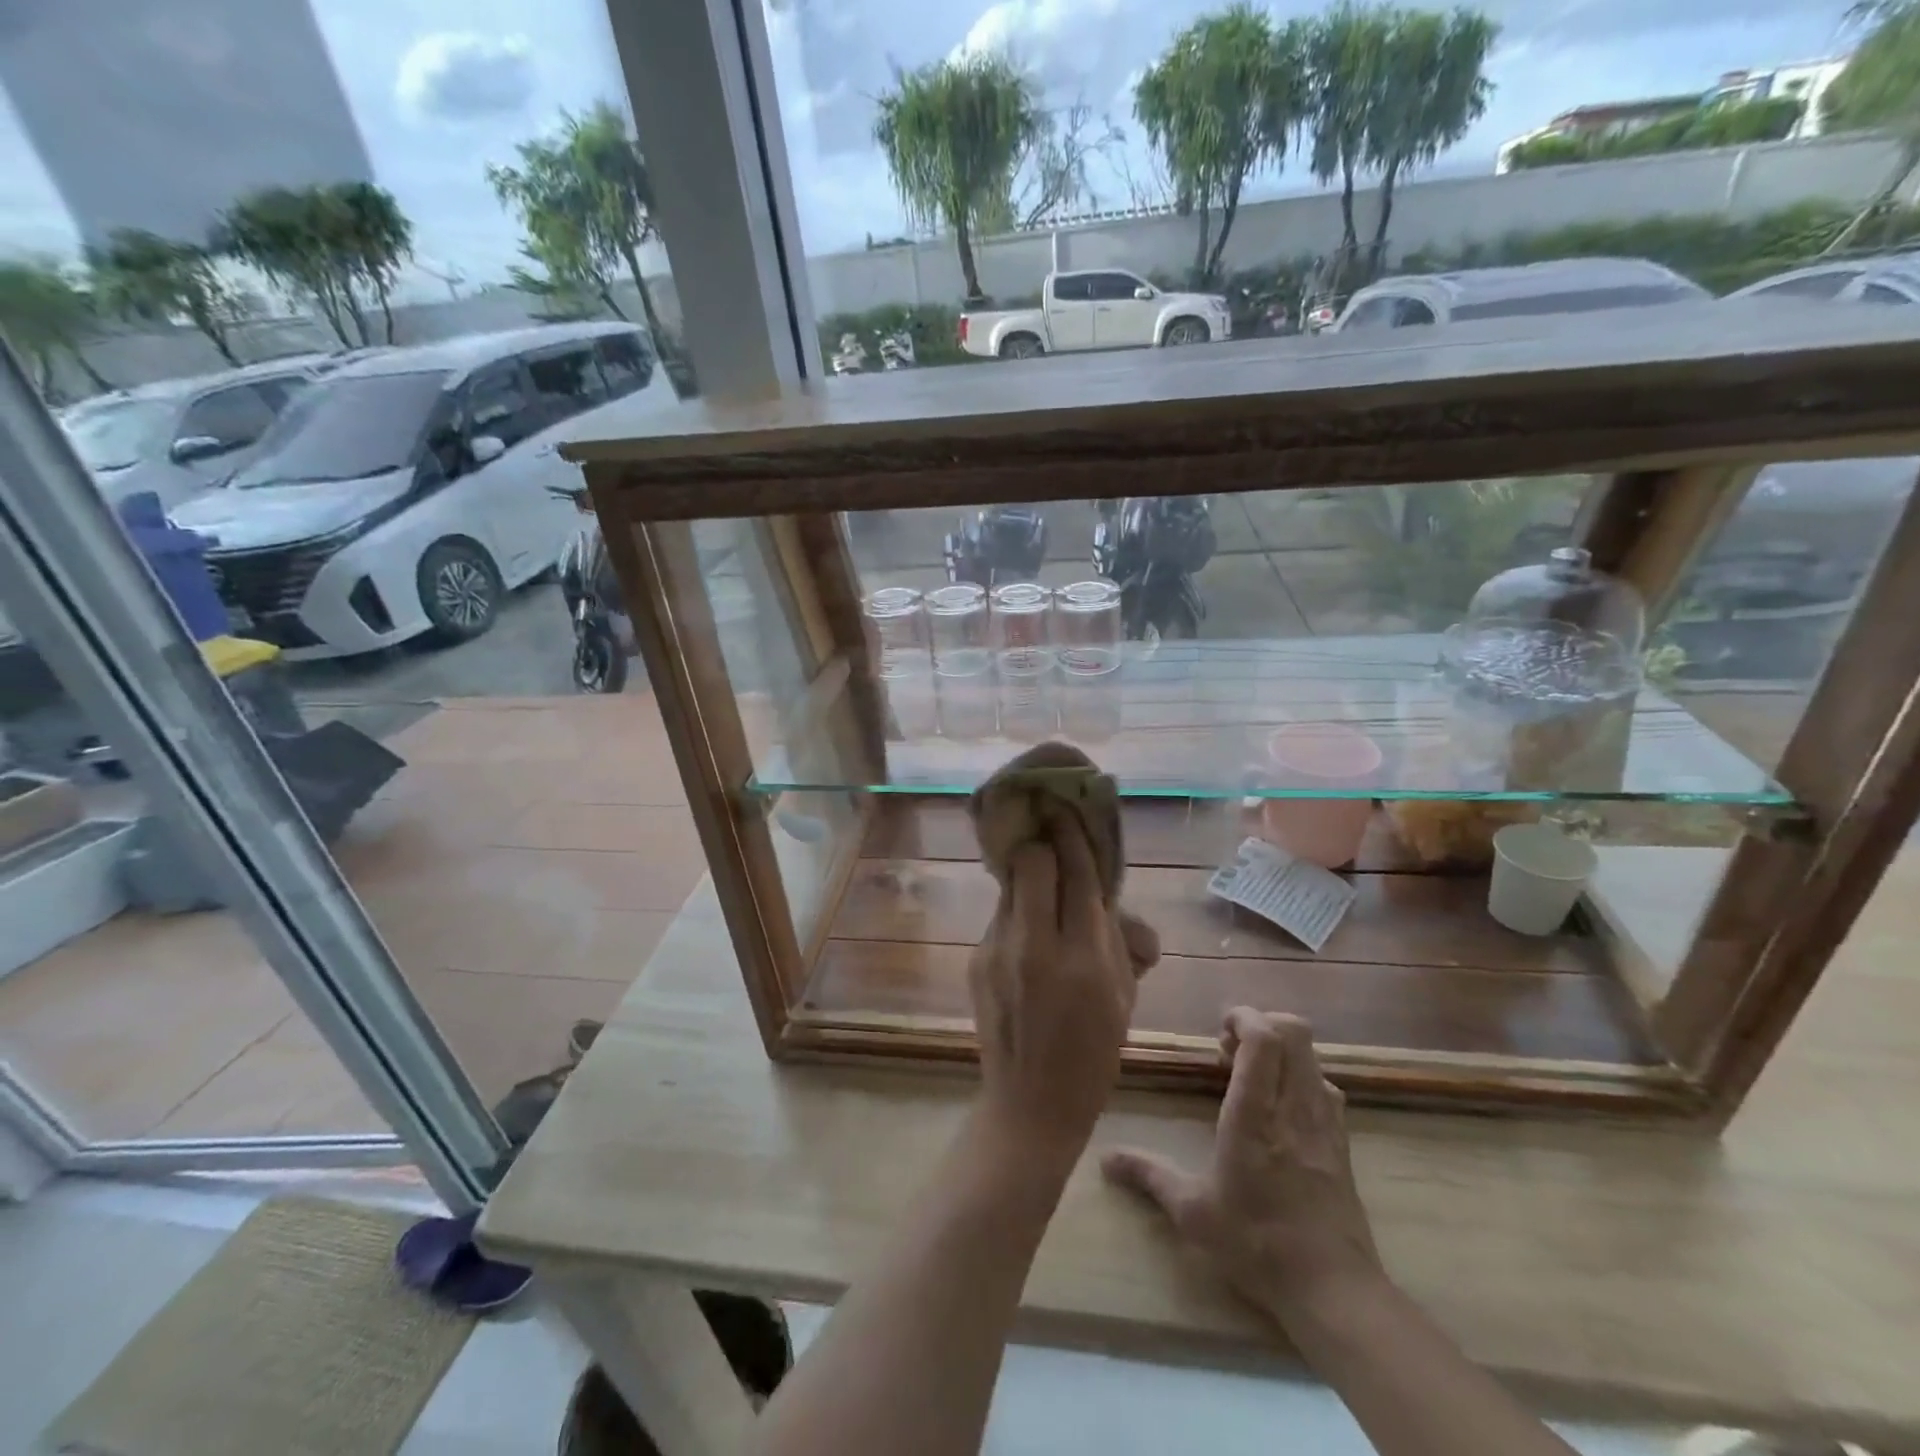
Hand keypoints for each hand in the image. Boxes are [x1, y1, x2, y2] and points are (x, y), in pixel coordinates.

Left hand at [968, 820, 1159, 1156]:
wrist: (1030, 1105)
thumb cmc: (1092, 1055)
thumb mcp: (1124, 999)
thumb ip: (1121, 941)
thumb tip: (1111, 902)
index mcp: (1084, 958)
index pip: (1078, 874)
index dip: (1073, 836)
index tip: (1068, 810)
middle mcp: (1036, 945)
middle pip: (1030, 862)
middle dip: (1043, 845)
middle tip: (1055, 846)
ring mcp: (998, 951)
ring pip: (1010, 885)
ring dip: (1029, 878)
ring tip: (1043, 893)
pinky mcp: (976, 959)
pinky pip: (1001, 916)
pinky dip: (1018, 913)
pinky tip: (1028, 936)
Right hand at [1103, 1008, 1383, 1324]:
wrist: (1334, 1291)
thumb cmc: (1257, 1243)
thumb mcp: (1193, 1212)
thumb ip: (1150, 1175)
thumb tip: (1104, 1159)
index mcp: (1255, 1113)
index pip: (1265, 1038)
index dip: (1245, 1018)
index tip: (1220, 1029)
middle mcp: (1294, 1105)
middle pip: (1294, 1032)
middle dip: (1263, 1024)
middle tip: (1232, 1049)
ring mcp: (1325, 1122)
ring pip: (1313, 1057)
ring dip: (1283, 1051)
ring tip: (1253, 1077)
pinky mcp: (1342, 1143)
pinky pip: (1326, 1087)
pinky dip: (1302, 1078)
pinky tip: (1281, 1108)